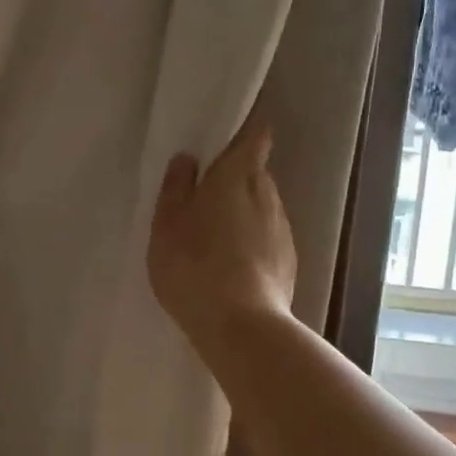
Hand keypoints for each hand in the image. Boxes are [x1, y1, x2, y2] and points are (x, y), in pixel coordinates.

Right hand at [149, 120, 296, 344]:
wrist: (240, 324)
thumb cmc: (193, 265)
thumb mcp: (166, 224)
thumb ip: (176, 187)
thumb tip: (188, 158)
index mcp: (236, 176)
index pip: (255, 136)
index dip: (245, 132)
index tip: (224, 139)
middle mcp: (267, 194)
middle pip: (256, 172)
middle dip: (235, 177)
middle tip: (204, 194)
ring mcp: (283, 229)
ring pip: (263, 206)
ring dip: (244, 211)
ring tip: (215, 235)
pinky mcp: (288, 261)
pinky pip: (268, 237)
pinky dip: (252, 241)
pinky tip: (232, 264)